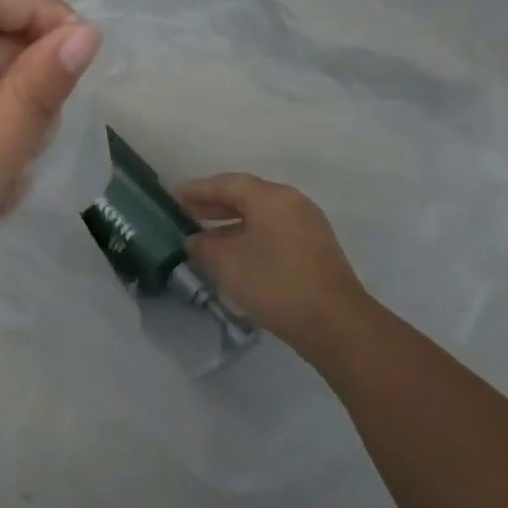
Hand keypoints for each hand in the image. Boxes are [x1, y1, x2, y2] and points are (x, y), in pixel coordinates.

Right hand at [173, 174, 372, 360]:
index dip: (198, 189)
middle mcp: (291, 203)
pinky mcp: (313, 248)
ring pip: (260, 214)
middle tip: (184, 212)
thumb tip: (195, 240)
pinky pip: (272, 230)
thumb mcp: (226, 263)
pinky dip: (248, 234)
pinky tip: (232, 253)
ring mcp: (306, 225)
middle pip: (245, 195)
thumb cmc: (275, 283)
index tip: (173, 195)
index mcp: (271, 197)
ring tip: (203, 234)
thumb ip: (203, 246)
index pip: (227, 183)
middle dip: (213, 203)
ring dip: (230, 221)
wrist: (334, 324)